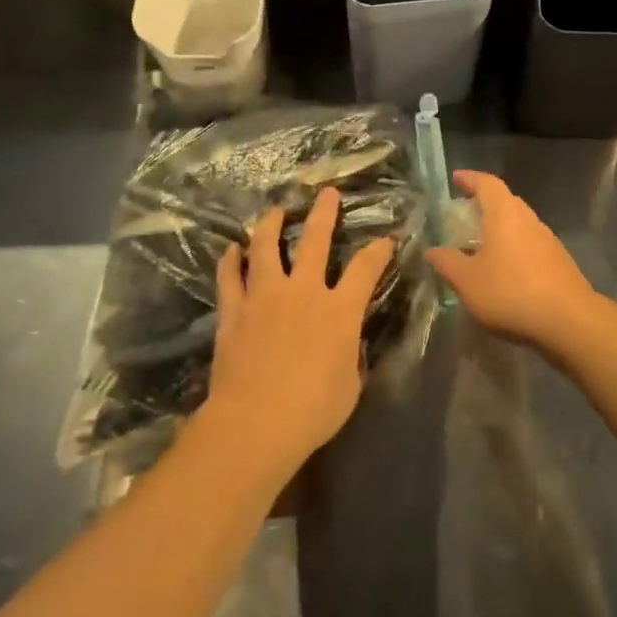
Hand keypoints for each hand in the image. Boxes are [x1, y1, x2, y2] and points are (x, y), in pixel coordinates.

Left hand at [200, 186, 395, 478]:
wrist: (256, 422)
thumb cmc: (313, 410)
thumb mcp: (350, 385)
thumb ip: (350, 354)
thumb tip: (347, 342)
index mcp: (339, 310)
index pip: (366, 269)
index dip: (379, 250)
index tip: (386, 239)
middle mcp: (303, 291)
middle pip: (315, 241)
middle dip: (324, 214)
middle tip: (327, 194)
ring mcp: (265, 296)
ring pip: (265, 248)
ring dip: (271, 226)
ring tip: (274, 212)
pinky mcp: (234, 310)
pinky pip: (230, 277)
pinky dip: (230, 260)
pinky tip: (231, 249)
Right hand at [424, 171, 601, 350]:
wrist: (569, 321)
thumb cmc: (510, 292)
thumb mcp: (467, 281)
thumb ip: (447, 263)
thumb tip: (432, 250)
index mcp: (504, 214)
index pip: (487, 183)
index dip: (470, 179)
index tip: (456, 179)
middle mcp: (528, 220)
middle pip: (506, 201)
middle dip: (484, 203)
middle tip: (464, 214)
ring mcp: (548, 240)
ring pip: (520, 224)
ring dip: (500, 228)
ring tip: (480, 244)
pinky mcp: (559, 262)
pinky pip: (530, 244)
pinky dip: (513, 248)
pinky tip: (504, 270)